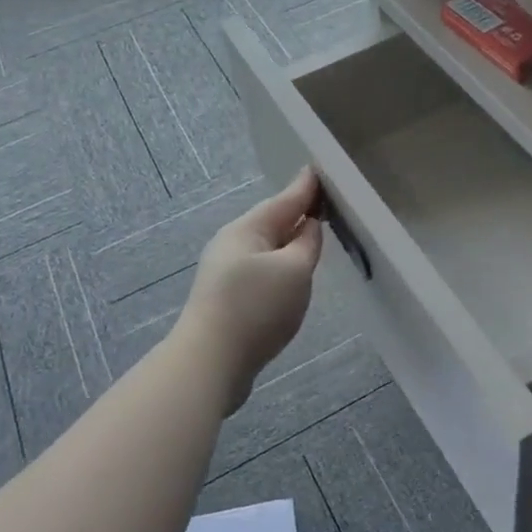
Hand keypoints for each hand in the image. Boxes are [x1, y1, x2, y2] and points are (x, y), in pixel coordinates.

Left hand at [177, 168, 323, 410]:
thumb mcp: (294, 270)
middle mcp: (232, 244)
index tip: (320, 170)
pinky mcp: (227, 299)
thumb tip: (309, 225)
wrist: (210, 362)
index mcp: (247, 229)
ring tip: (311, 235)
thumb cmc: (256, 307)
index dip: (305, 188)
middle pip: (271, 222)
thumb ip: (307, 243)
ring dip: (288, 240)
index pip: (285, 200)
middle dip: (296, 212)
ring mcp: (226, 273)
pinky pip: (261, 270)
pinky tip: (290, 275)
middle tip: (322, 202)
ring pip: (266, 248)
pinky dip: (280, 265)